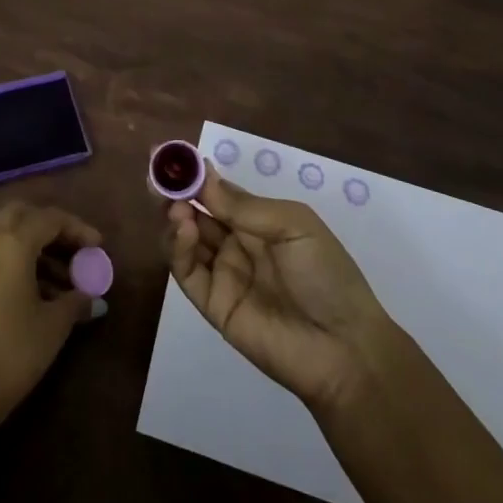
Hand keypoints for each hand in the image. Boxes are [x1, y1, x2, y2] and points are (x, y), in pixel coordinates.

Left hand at [0, 201, 100, 435]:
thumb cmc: (11, 354)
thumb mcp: (52, 327)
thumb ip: (76, 302)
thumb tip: (95, 298)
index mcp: (11, 243)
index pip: (50, 219)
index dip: (77, 229)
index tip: (98, 247)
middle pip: (21, 214)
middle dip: (49, 226)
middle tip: (72, 249)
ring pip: (4, 232)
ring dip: (32, 244)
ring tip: (61, 278)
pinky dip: (13, 258)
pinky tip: (34, 290)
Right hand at [164, 168, 397, 411]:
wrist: (345, 349)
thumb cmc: (326, 275)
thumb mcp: (293, 225)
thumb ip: (244, 205)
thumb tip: (203, 175)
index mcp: (258, 222)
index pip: (217, 192)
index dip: (194, 174)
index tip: (169, 154)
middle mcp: (236, 244)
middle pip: (195, 213)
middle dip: (175, 192)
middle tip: (157, 175)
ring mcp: (223, 275)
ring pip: (185, 240)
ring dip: (174, 217)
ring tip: (175, 205)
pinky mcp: (213, 305)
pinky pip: (187, 273)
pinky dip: (178, 248)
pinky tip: (183, 227)